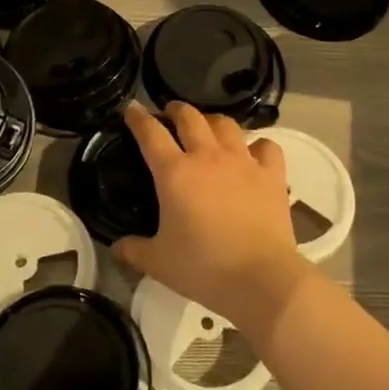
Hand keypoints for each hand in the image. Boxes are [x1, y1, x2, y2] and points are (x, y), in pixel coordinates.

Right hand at [112, 102, 309, 328]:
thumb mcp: (158, 263)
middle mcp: (207, 157)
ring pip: (226, 124)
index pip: (150, 133)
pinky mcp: (271, 174)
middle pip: (189, 117)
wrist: (261, 279)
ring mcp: (243, 162)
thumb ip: (133, 250)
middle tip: (170, 114)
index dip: (138, 118)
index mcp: (174, 173)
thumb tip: (117, 247)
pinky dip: (257, 146)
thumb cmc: (203, 267)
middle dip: (176, 110)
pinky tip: (252, 154)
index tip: (131, 109)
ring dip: (212, 122)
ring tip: (208, 129)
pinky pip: (266, 146)